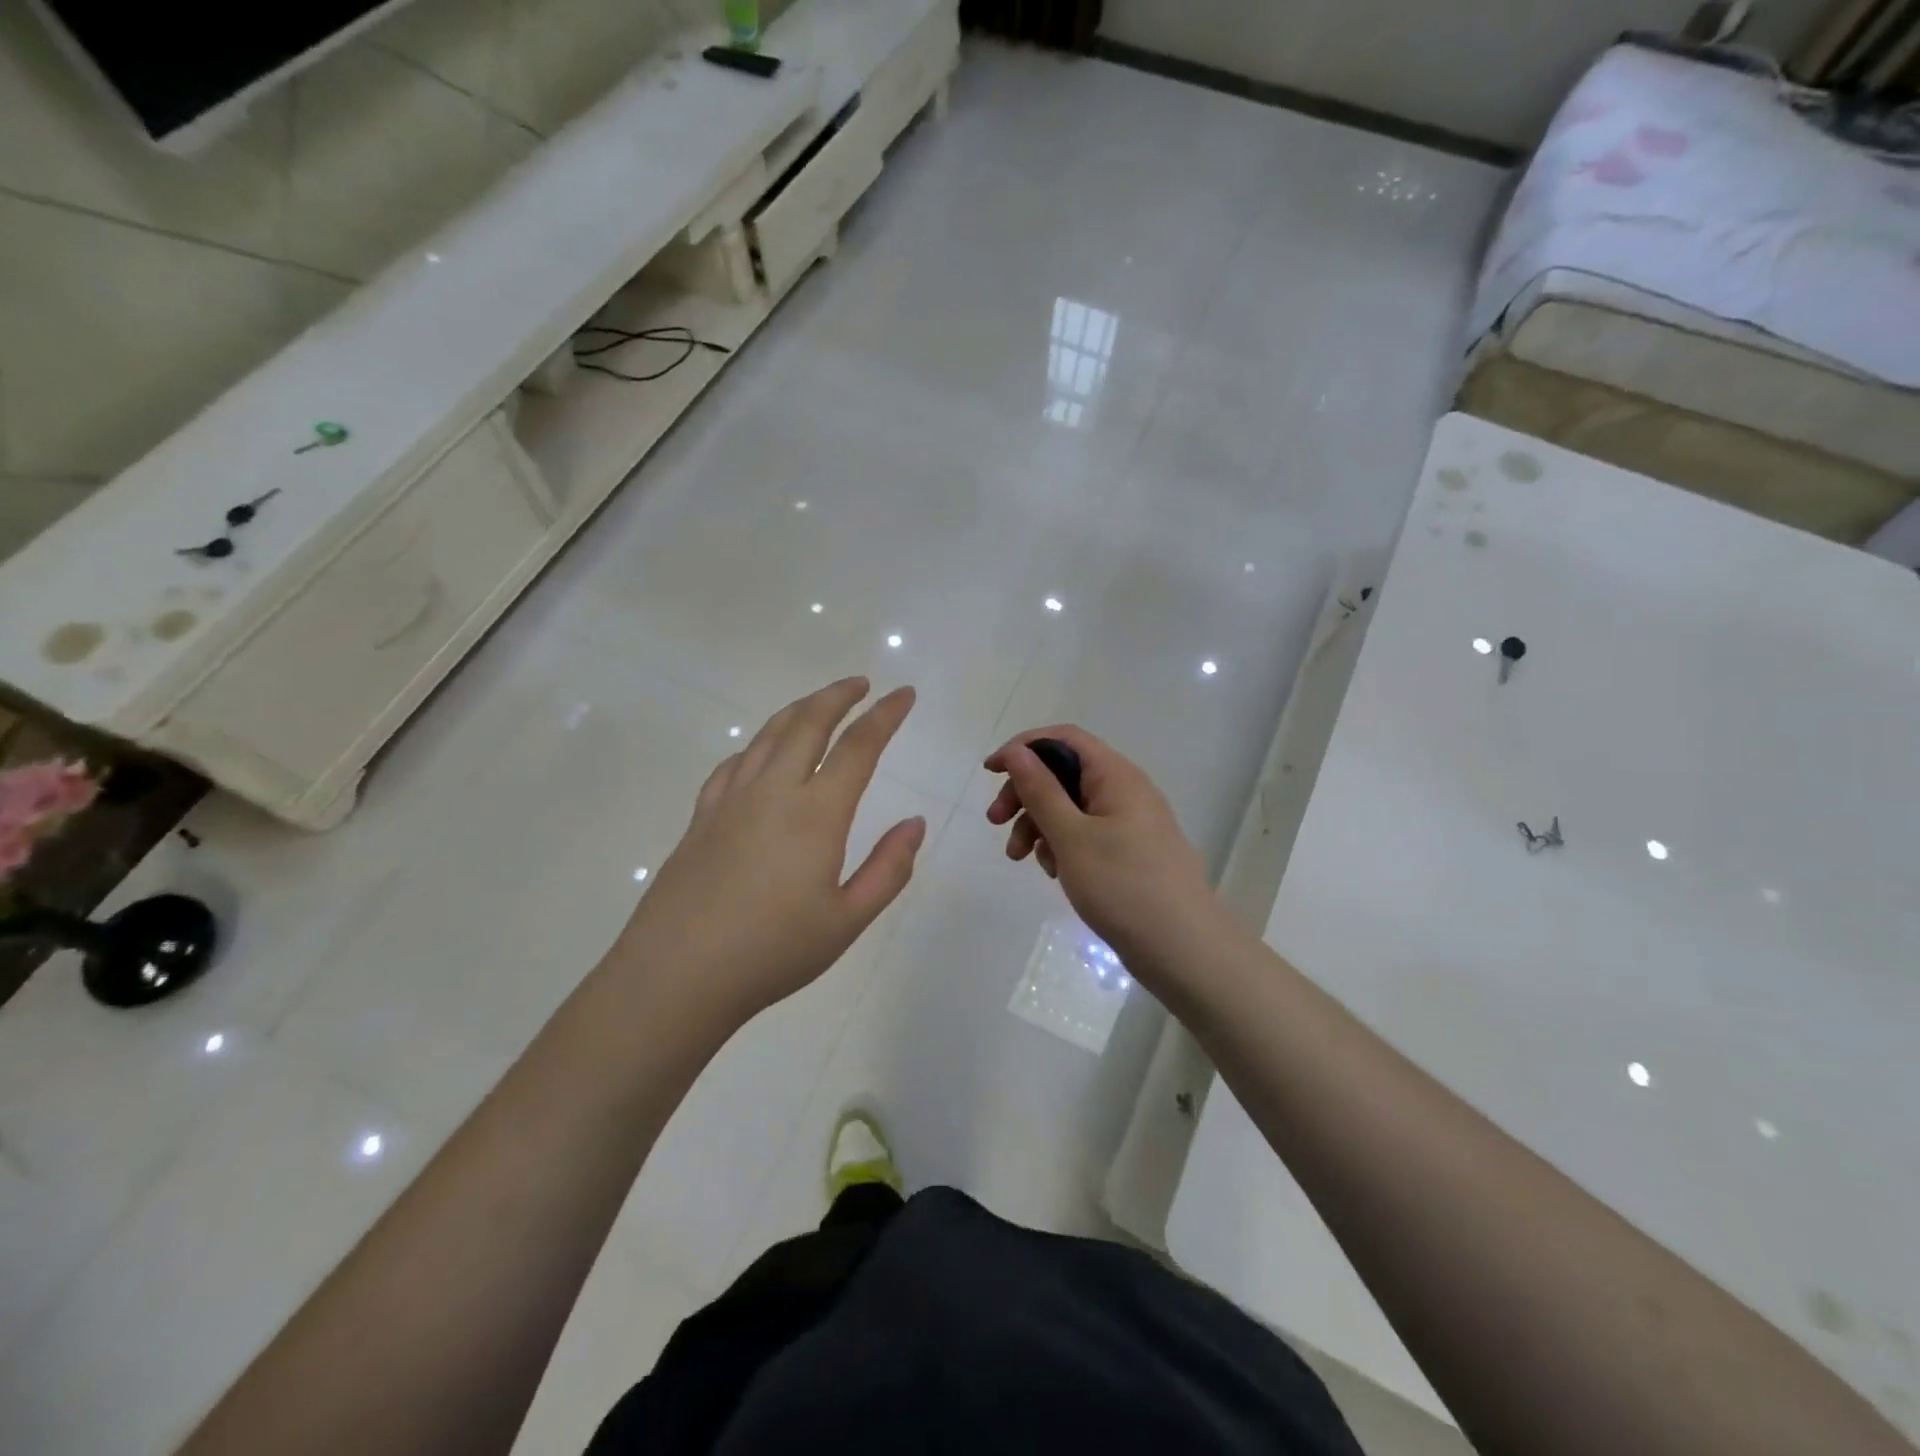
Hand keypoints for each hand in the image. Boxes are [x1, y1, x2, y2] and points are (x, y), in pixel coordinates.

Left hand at [614, 678, 925, 1029]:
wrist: (677, 975)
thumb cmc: (773, 952)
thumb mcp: (848, 920)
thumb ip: (889, 868)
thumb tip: (915, 823)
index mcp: (816, 813)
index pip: (858, 747)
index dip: (885, 715)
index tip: (904, 694)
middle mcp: (773, 792)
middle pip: (808, 723)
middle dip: (838, 696)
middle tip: (861, 684)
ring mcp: (730, 801)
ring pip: (767, 735)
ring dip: (799, 711)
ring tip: (819, 705)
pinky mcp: (701, 818)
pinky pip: (733, 764)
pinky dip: (757, 746)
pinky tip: (760, 756)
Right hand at [984, 726, 1219, 970]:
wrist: (1184, 949)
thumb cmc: (1123, 886)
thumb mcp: (1071, 836)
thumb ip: (1041, 790)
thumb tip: (1018, 752)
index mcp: (1116, 775)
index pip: (1064, 738)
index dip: (1024, 747)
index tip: (990, 773)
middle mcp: (1125, 790)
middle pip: (1064, 773)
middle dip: (1025, 794)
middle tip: (995, 823)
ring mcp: (1130, 823)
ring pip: (1071, 807)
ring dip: (1039, 825)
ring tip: (1020, 859)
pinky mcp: (1129, 852)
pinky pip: (1086, 834)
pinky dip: (1062, 845)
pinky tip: (1053, 873)